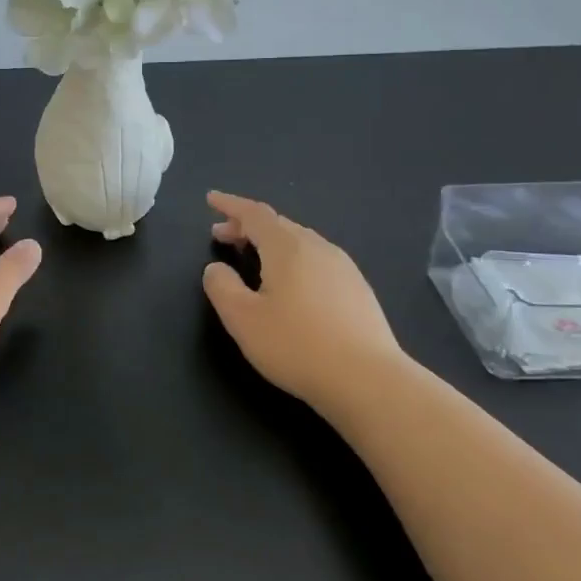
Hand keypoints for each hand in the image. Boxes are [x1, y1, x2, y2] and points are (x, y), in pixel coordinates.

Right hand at [201, 190, 407, 410]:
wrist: (369, 381)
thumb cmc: (297, 346)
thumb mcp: (242, 319)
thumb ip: (221, 286)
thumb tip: (216, 268)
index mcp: (287, 247)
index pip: (253, 213)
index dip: (229, 205)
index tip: (210, 199)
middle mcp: (318, 248)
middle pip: (277, 224)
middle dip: (246, 225)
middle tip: (222, 236)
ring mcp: (343, 268)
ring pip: (300, 242)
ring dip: (270, 242)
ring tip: (252, 257)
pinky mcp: (358, 290)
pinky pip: (317, 259)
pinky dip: (293, 259)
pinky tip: (290, 283)